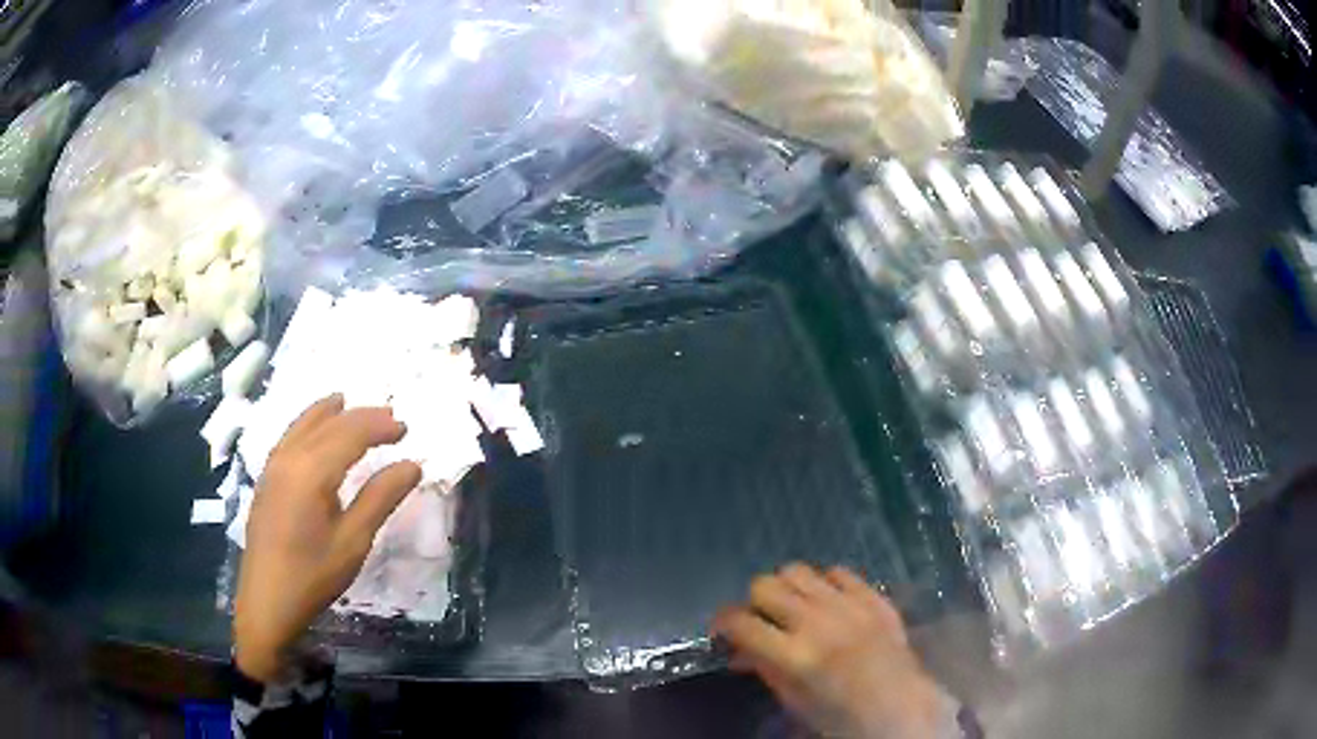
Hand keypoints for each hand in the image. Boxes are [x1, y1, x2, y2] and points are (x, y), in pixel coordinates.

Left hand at [234, 394, 421, 681]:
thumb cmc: (313, 575)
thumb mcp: (354, 541)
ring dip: (330, 413)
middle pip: (327, 423)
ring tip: (349, 404)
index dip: (379, 426)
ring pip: (303, 424)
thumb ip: (380, 498)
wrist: (266, 601)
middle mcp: (289, 457)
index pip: (350, 433)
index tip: (405, 429)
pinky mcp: (266, 479)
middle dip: (360, 417)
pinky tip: (313, 431)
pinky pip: (289, 436)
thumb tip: (412, 465)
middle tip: (391, 420)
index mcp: (311, 471)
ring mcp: (273, 466)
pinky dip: (308, 423)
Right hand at [714, 564, 944, 738]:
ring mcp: (849, 604)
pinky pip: (839, 571)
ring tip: (794, 607)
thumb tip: (738, 651)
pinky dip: (826, 584)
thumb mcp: (794, 700)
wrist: (902, 705)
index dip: (723, 623)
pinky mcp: (873, 596)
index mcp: (794, 654)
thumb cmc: (842, 713)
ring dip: (787, 588)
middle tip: (762, 620)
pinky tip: (828, 603)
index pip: (740, 622)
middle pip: (764, 585)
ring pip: (797, 570)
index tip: (724, 631)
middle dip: (754, 602)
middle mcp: (817, 621)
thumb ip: (764, 669)